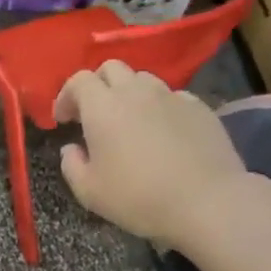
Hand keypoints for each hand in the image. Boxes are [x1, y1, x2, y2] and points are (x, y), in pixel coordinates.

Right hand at [53, 61, 252, 248]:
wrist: (207, 202)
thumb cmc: (138, 197)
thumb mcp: (89, 191)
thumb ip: (71, 165)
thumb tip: (72, 149)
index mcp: (103, 107)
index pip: (79, 80)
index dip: (66, 96)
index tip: (64, 121)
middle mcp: (136, 92)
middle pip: (111, 68)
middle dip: (97, 85)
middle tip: (94, 114)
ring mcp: (171, 96)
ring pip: (143, 79)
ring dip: (129, 93)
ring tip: (130, 121)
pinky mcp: (199, 108)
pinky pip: (172, 96)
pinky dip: (159, 107)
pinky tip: (163, 132)